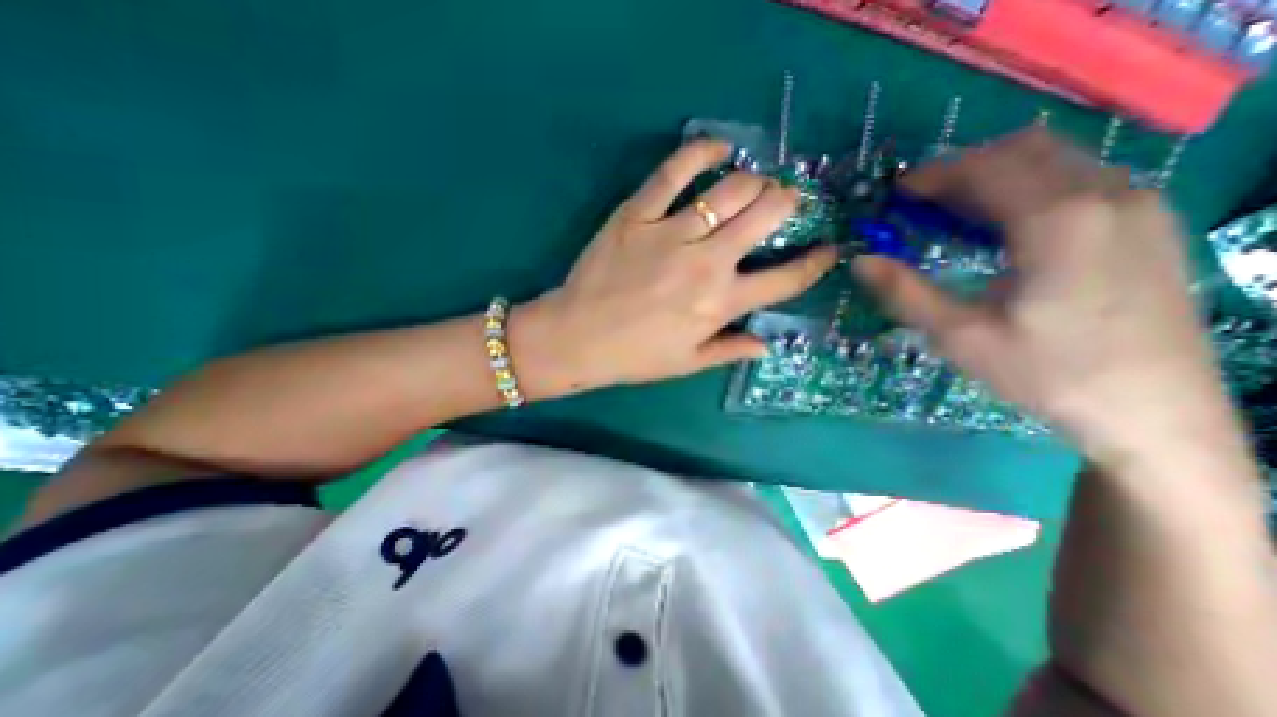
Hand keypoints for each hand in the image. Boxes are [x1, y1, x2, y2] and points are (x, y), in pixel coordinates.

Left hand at [508, 139, 839, 398]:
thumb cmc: (634, 356)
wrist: (577, 337)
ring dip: (754, 181)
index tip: (830, 249)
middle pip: (766, 215)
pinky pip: (675, 170)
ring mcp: (671, 232)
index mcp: (720, 304)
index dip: (816, 262)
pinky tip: (718, 149)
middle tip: (784, 204)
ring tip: (754, 185)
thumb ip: (730, 350)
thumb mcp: (687, 363)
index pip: (785, 279)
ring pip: (731, 188)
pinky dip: (702, 152)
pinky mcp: (637, 213)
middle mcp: (706, 263)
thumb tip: (767, 344)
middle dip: (787, 203)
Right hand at [852, 129, 1230, 464]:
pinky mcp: (1149, 222)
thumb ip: (905, 292)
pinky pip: (1079, 178)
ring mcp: (1139, 204)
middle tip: (918, 203)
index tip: (895, 195)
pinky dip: (1029, 186)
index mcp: (1058, 221)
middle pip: (1023, 150)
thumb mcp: (959, 337)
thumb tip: (860, 261)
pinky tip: (1003, 225)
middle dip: (961, 168)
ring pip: (1056, 159)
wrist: (1155, 412)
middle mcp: (1107, 195)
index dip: (933, 175)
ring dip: (994, 175)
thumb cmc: (1047, 374)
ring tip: (952, 212)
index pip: (986, 168)